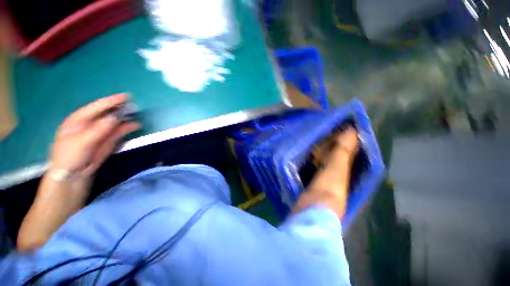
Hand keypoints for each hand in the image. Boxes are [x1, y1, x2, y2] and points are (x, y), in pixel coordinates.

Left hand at [50, 94, 139, 176]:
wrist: (74, 173)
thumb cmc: (70, 155)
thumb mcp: (82, 141)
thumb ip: (99, 129)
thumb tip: (116, 117)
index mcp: (80, 119)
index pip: (97, 107)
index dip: (111, 101)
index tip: (126, 97)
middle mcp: (91, 123)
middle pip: (108, 112)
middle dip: (120, 108)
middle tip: (134, 105)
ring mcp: (101, 131)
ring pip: (116, 122)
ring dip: (126, 118)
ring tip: (137, 115)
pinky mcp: (109, 140)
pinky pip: (120, 131)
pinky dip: (128, 128)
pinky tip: (135, 125)